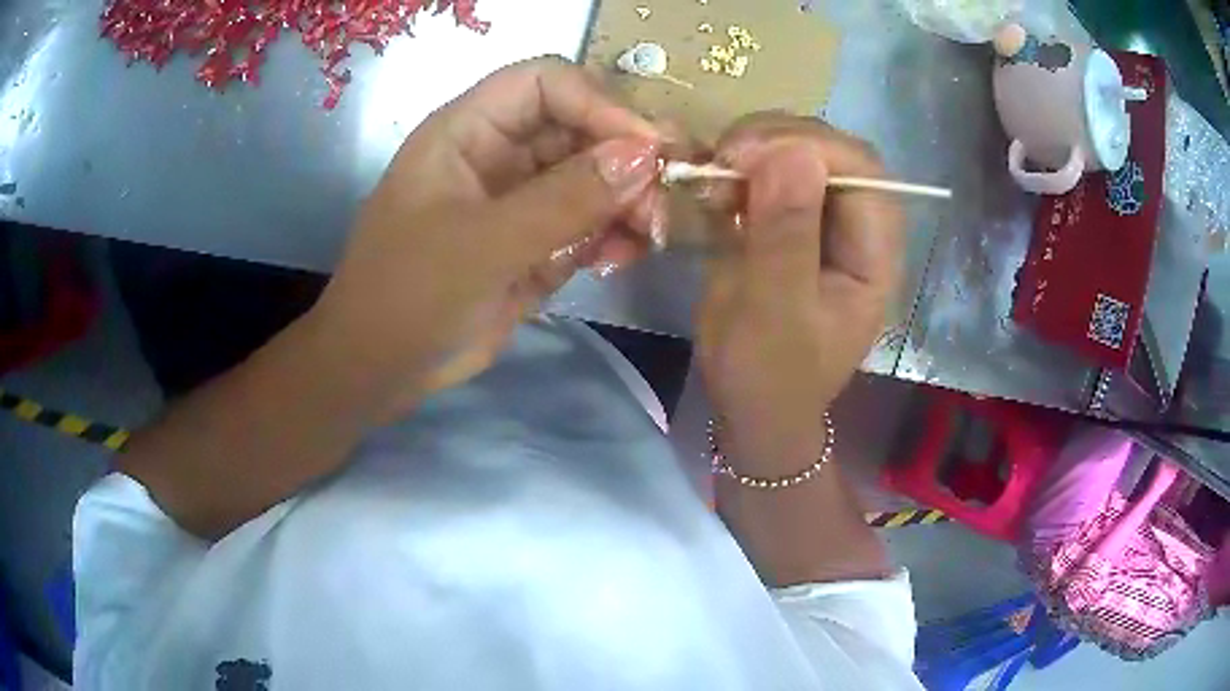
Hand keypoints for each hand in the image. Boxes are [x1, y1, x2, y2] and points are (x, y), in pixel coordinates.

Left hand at [310, 57, 662, 413]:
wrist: (381, 371)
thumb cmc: (408, 296)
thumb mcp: (482, 245)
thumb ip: (564, 199)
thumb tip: (646, 156)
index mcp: (467, 131)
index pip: (545, 83)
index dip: (599, 103)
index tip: (647, 148)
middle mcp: (498, 153)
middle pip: (580, 127)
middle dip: (626, 158)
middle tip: (664, 199)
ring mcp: (520, 198)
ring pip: (593, 176)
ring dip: (628, 200)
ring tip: (649, 235)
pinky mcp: (536, 241)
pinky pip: (589, 222)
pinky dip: (613, 235)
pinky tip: (623, 257)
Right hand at [696, 115, 903, 471]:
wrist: (752, 410)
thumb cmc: (768, 376)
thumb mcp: (774, 313)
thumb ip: (785, 236)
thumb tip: (790, 151)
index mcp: (874, 256)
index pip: (864, 171)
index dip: (811, 147)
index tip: (745, 157)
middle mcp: (857, 230)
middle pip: (834, 151)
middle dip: (777, 140)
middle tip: (722, 159)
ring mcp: (823, 222)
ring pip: (800, 153)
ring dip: (754, 149)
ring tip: (713, 172)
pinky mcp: (791, 223)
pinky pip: (771, 172)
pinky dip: (739, 168)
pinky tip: (714, 184)